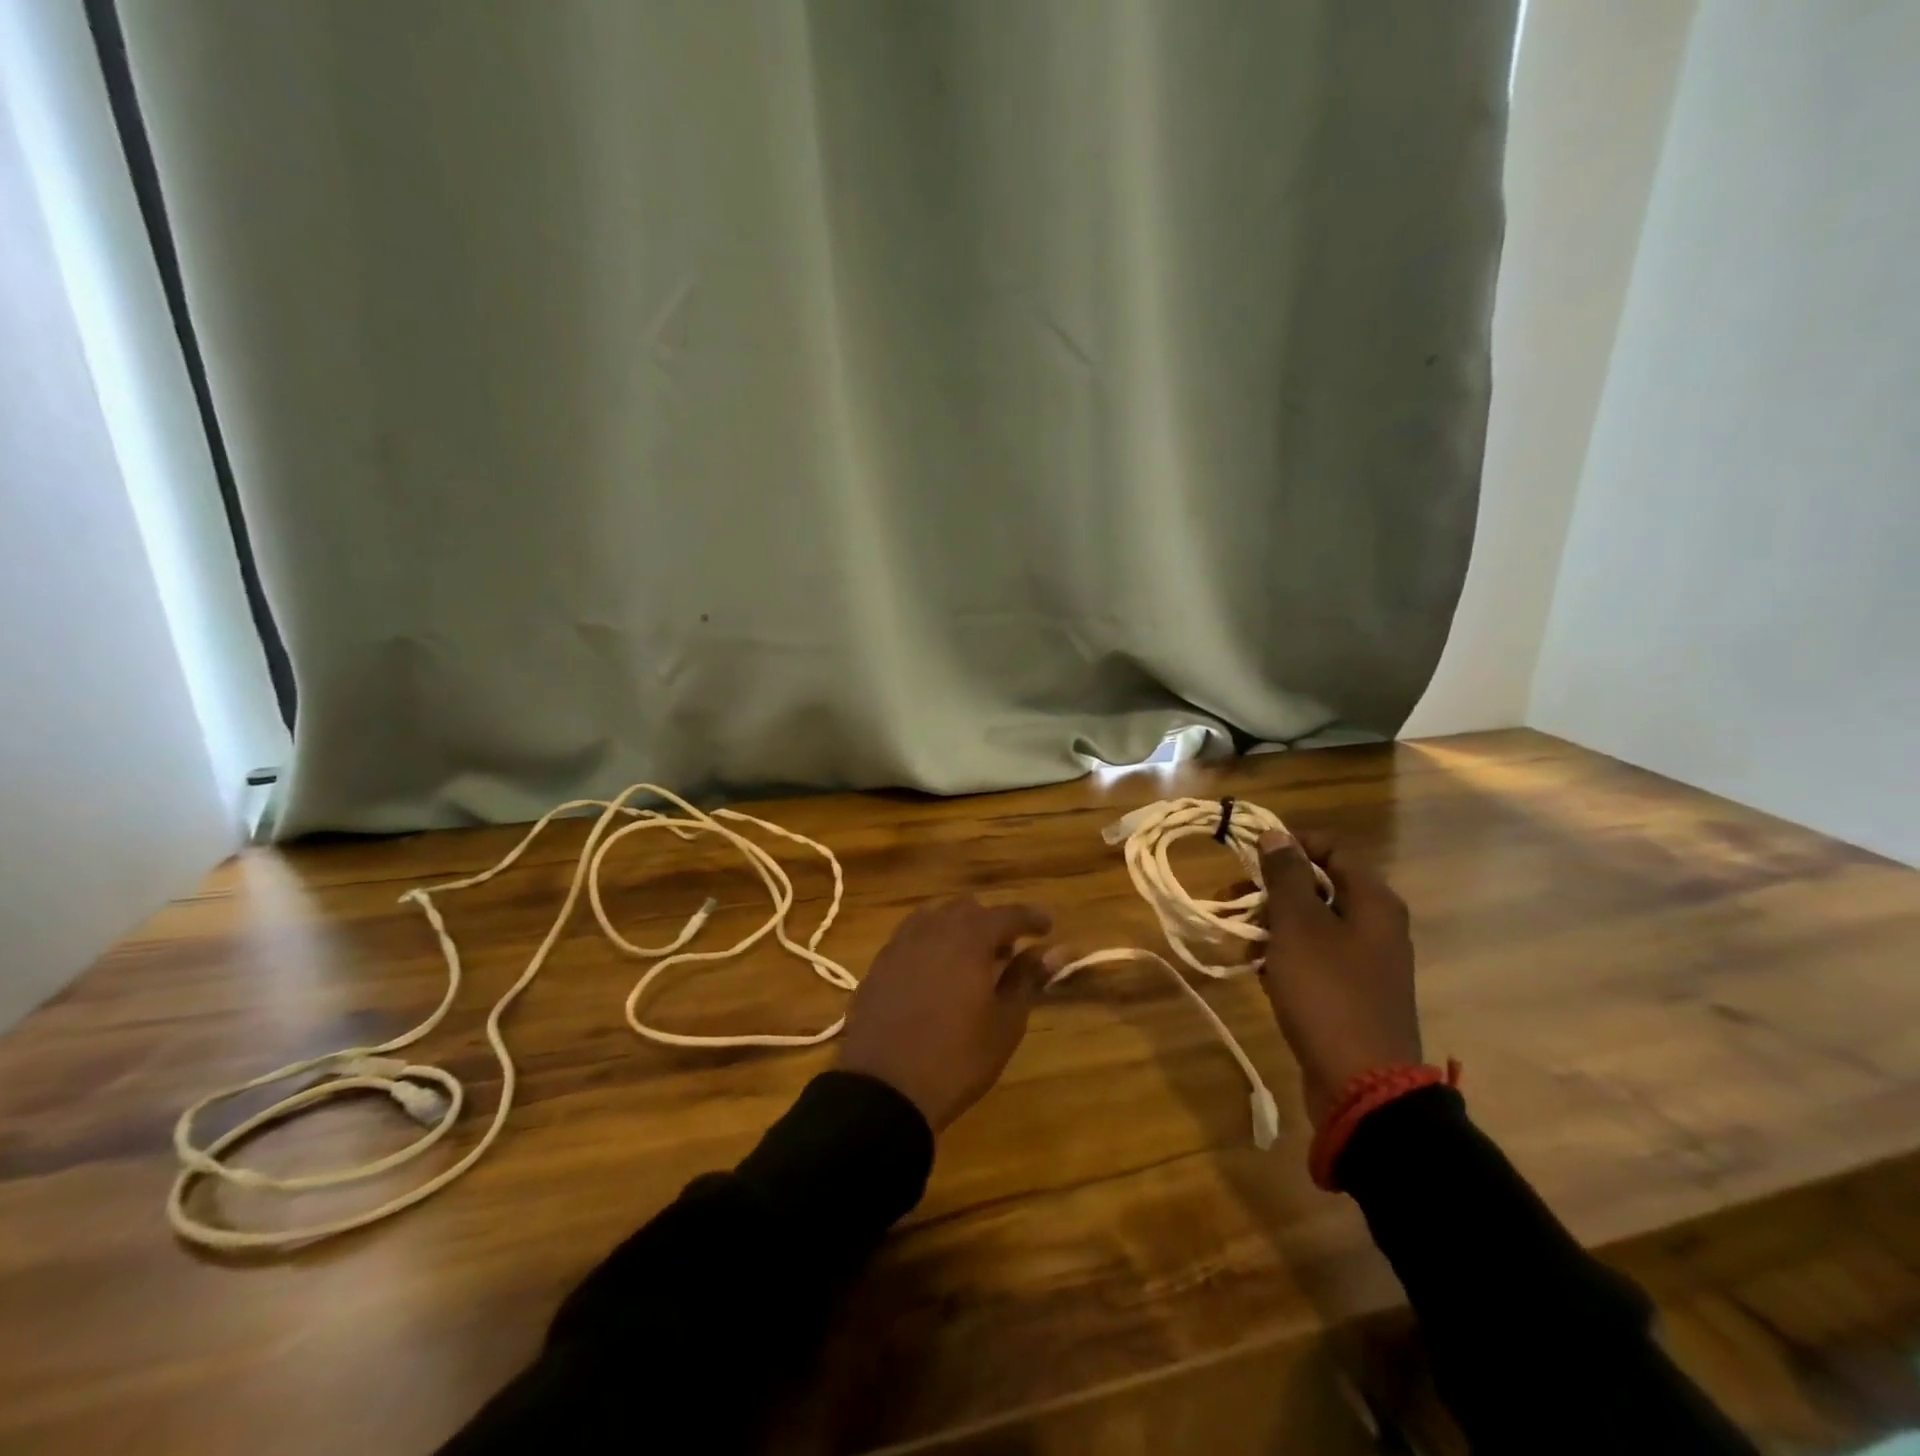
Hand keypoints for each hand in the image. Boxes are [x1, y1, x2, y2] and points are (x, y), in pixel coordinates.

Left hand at [837, 895, 1063, 1132]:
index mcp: (969, 938)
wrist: (882, 1090)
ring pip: (935, 918)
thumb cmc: (955, 1059)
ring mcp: (900, 944)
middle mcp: (932, 929)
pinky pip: (910, 939)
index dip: (1031, 918)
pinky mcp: (878, 965)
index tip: (1047, 927)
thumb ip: (1027, 979)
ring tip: (970, 963)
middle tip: (1007, 954)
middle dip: (991, 924)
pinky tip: (935, 976)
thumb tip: (1053, 951)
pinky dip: (930, 946)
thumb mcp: (1004, 1024)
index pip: (1008, 914)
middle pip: (968, 909)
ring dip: (958, 930)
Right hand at [1258, 831, 1421, 1126]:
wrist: (1363, 1084)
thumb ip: (1286, 875)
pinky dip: (1285, 956)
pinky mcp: (1351, 992)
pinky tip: (1258, 970)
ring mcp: (1366, 961)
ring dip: (1272, 924)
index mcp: (1373, 901)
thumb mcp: (1299, 926)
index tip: (1246, 855)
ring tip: (1239, 939)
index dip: (1289, 844)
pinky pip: (1314, 957)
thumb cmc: (1328, 992)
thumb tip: (1276, 835)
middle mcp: (1376, 925)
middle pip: (1318, 886)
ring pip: (1311, 924)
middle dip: (1271, 889)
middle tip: (1231, 900)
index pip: (1331, 848)